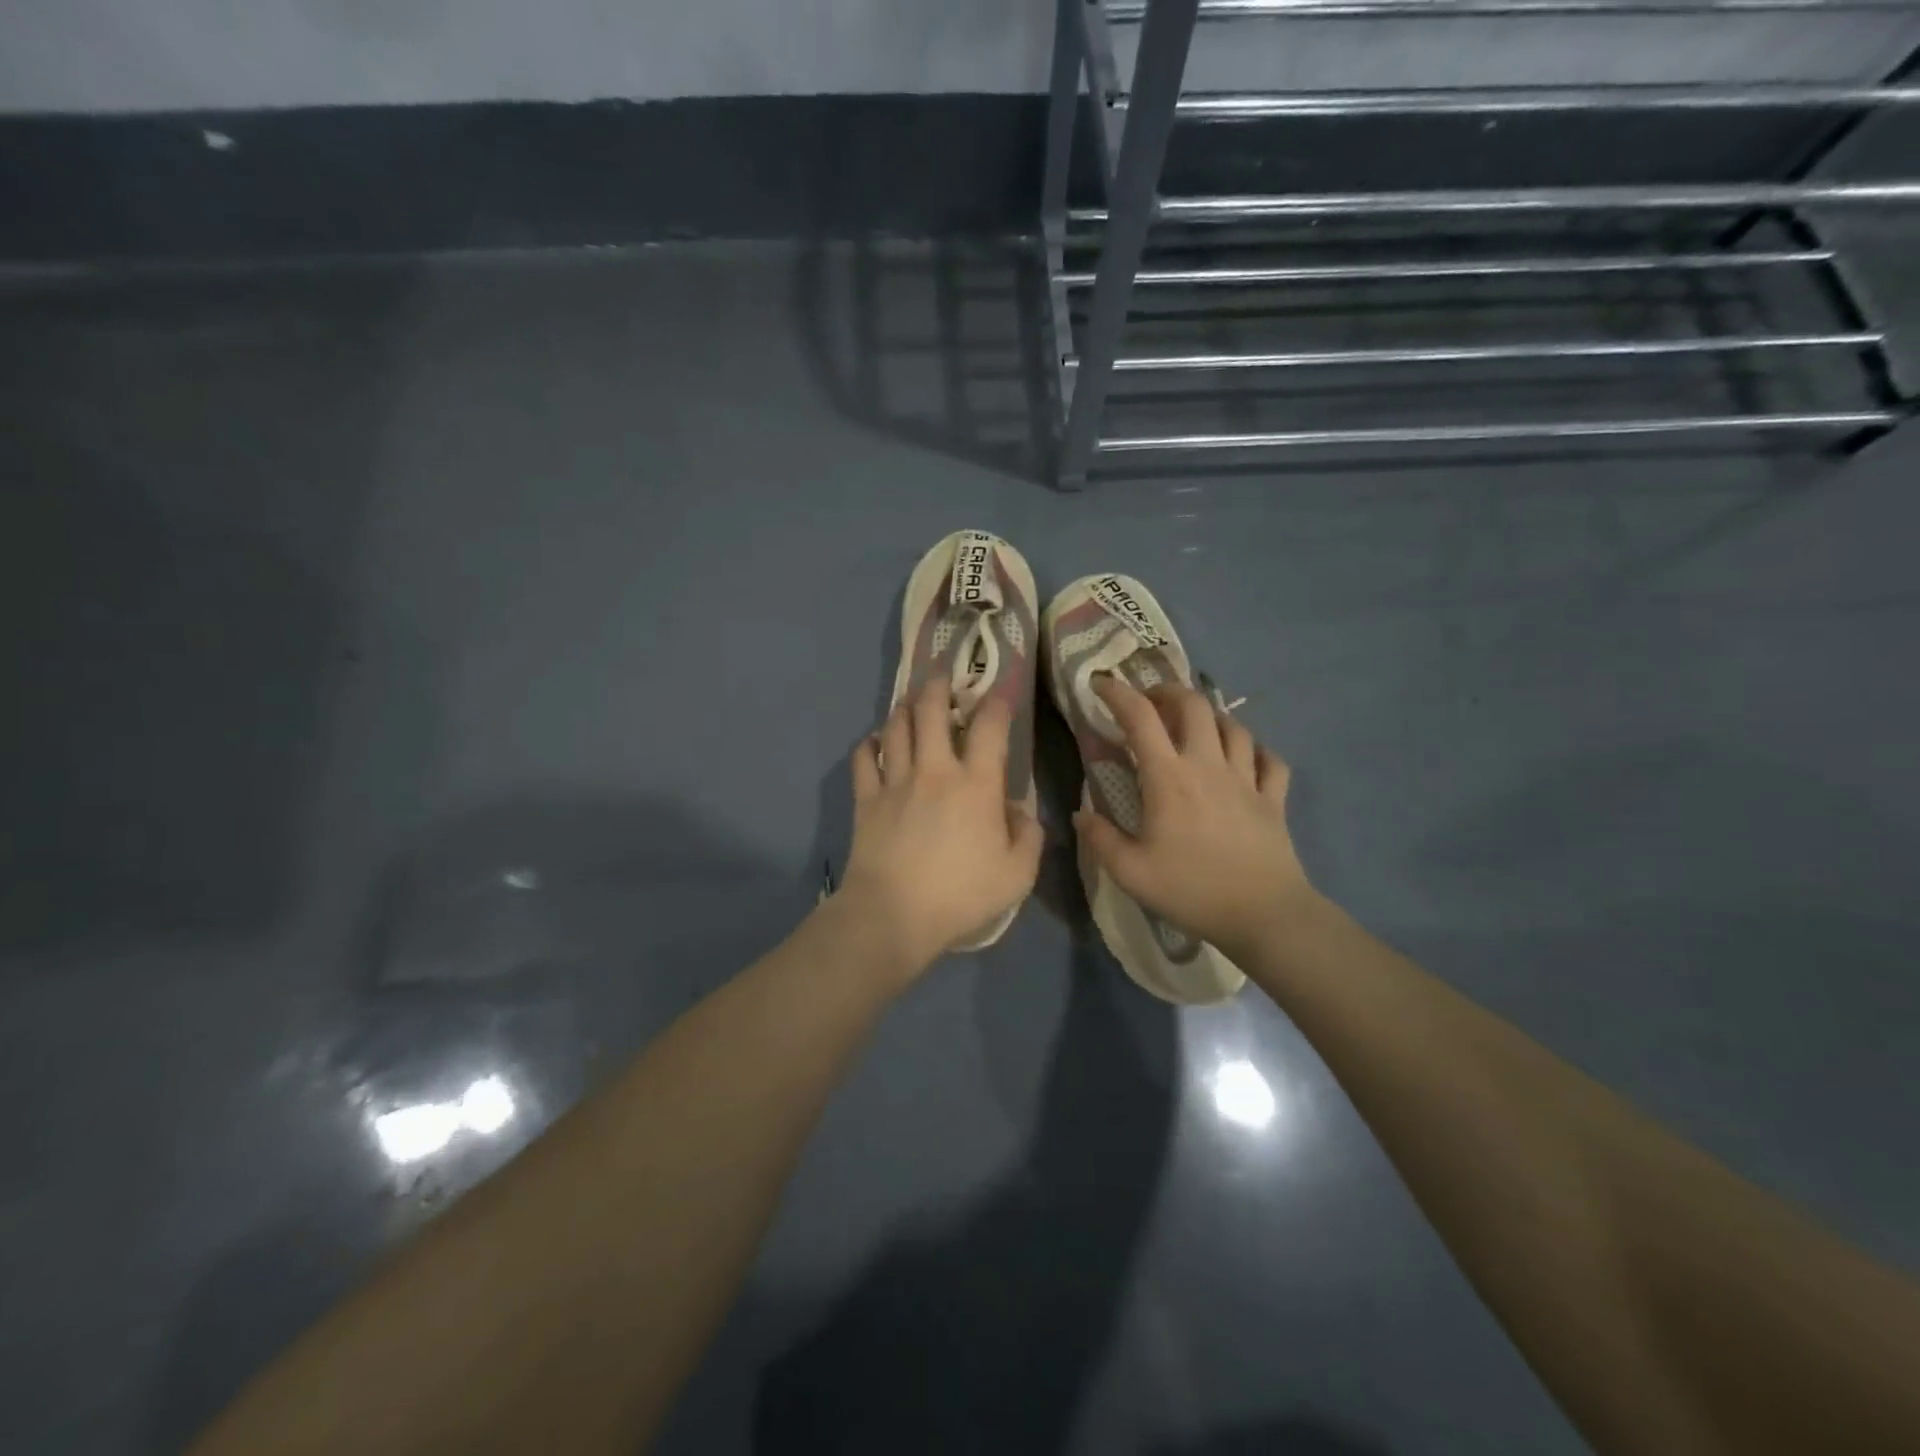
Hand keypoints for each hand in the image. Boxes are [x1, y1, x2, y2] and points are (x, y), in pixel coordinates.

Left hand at [839, 679, 1042, 975]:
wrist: (893, 914)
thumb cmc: (961, 895)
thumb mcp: (1017, 874)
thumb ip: (1028, 837)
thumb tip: (1020, 812)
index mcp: (976, 784)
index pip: (990, 727)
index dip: (998, 702)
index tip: (1001, 690)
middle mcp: (934, 770)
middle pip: (932, 711)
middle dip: (939, 686)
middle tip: (943, 676)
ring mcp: (895, 782)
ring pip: (896, 727)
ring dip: (904, 708)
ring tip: (910, 701)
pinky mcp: (866, 799)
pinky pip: (863, 759)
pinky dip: (868, 744)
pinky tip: (874, 741)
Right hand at [1075, 676, 1316, 959]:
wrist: (1264, 915)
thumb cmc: (1191, 891)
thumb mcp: (1130, 873)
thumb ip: (1100, 838)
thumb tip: (1081, 814)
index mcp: (1169, 778)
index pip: (1140, 718)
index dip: (1118, 693)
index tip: (1101, 684)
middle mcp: (1208, 765)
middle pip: (1193, 706)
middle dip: (1168, 693)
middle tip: (1152, 703)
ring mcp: (1247, 779)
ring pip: (1234, 726)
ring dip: (1211, 717)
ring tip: (1196, 726)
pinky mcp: (1274, 799)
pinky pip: (1270, 760)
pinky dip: (1256, 751)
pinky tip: (1246, 758)